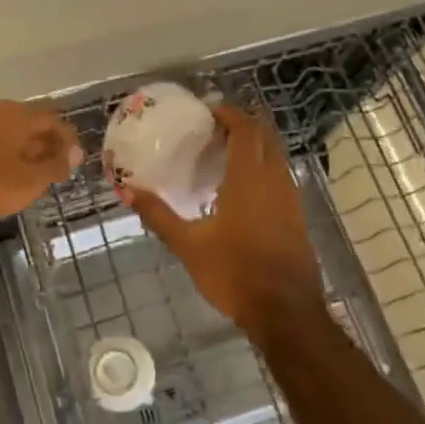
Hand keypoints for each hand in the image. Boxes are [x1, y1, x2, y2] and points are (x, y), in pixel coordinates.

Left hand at [0, 100, 82, 230]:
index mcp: (19, 116)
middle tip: (51, 164)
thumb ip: (54, 165)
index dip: (67, 138)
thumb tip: (76, 152)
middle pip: (28, 120)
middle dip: (42, 140)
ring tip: (24, 168)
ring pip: (4, 127)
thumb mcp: (27, 182)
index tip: (74, 157)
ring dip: (18, 144)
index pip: (54, 119)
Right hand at [124, 104, 324, 338]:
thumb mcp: (189, 246)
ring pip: (275, 155)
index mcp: (249, 179)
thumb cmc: (235, 274)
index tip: (207, 111)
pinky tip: (241, 188)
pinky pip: (279, 176)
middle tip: (212, 127)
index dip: (229, 114)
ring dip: (254, 145)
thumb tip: (128, 190)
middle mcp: (274, 180)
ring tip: (223, 152)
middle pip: (264, 136)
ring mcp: (290, 198)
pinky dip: (262, 167)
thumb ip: (159, 215)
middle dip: (242, 124)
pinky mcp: (296, 216)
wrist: (286, 313)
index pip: (245, 129)